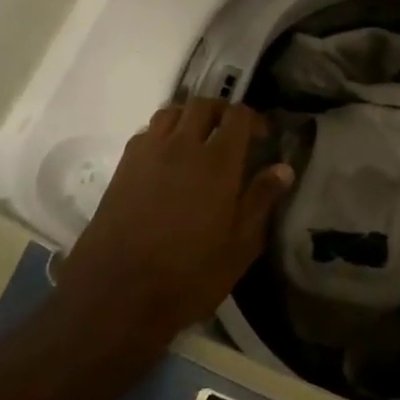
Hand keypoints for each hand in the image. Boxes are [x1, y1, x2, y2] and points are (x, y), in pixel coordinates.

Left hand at [54, 99, 291, 350]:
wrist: (117, 294)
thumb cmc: (189, 274)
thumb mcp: (240, 245)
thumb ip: (261, 200)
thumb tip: (283, 168)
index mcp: (218, 161)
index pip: (238, 116)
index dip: (254, 119)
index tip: (263, 137)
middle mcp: (182, 146)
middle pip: (202, 105)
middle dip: (221, 111)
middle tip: (232, 134)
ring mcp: (148, 153)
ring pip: (171, 112)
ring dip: (190, 117)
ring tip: (198, 139)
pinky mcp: (123, 167)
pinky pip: (147, 132)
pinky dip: (162, 134)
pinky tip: (167, 159)